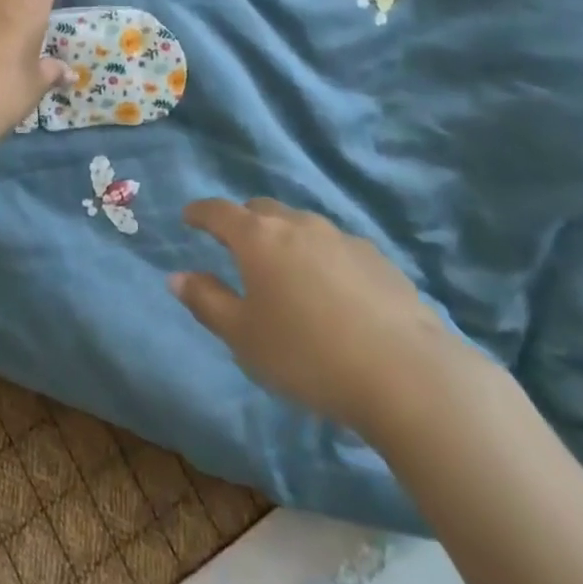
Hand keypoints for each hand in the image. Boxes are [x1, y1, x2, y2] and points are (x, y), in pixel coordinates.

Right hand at [169, 198, 474, 443]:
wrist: (405, 373)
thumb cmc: (308, 355)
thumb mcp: (244, 337)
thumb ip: (207, 302)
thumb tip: (177, 276)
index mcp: (258, 237)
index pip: (219, 211)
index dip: (200, 212)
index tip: (189, 217)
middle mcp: (297, 224)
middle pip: (262, 210)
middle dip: (244, 222)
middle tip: (238, 248)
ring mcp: (341, 237)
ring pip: (302, 226)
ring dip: (287, 240)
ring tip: (288, 274)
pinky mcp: (377, 258)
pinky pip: (336, 248)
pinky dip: (322, 259)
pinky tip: (334, 294)